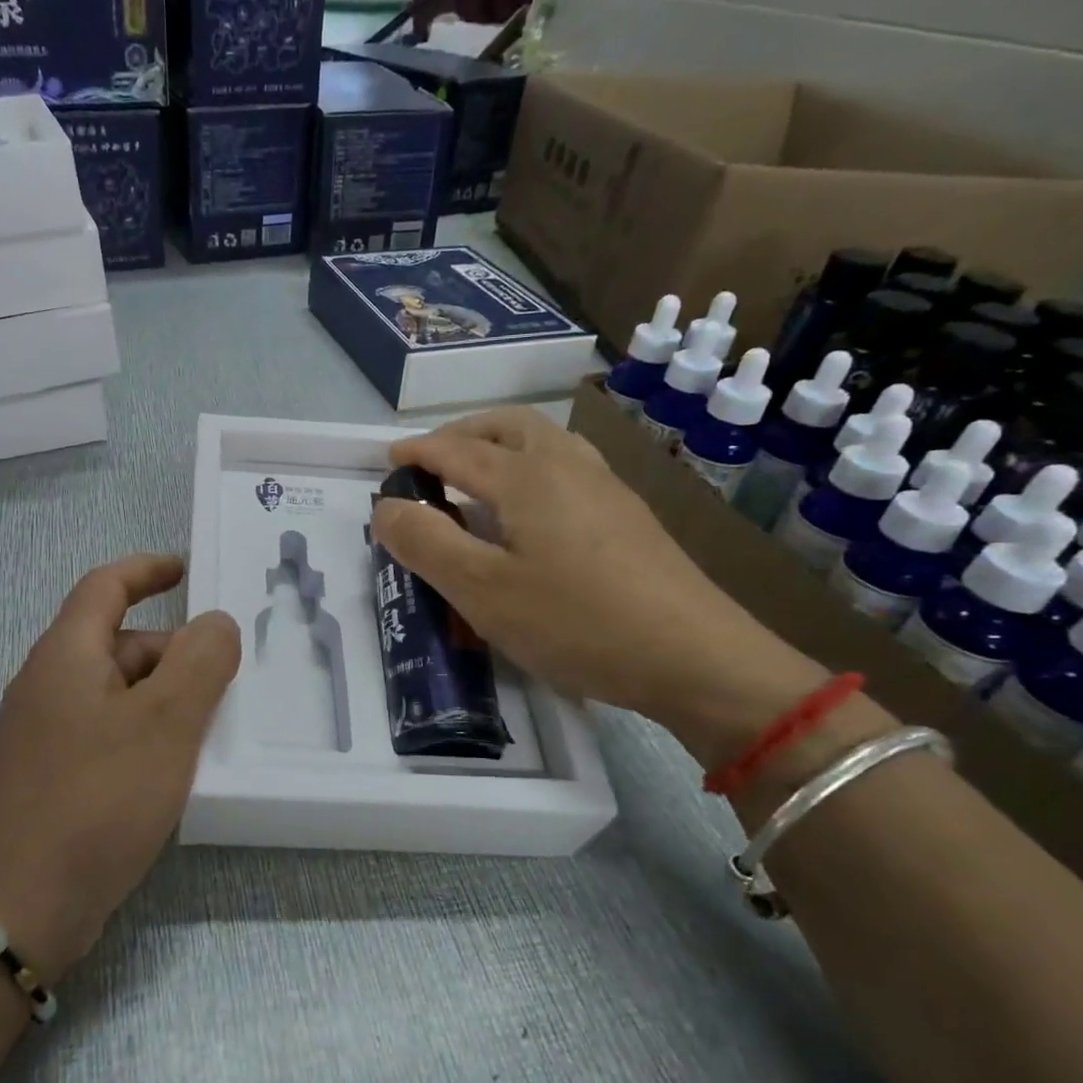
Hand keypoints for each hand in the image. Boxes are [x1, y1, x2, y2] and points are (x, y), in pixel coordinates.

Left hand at [0, 554, 240, 979]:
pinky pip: (109, 732)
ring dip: (165, 697)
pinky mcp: (54, 775)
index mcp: (66, 655)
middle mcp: (49, 685)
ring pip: (118, 692)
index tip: (187, 570)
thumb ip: (200, 661)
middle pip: (118, 642)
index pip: (105, 587)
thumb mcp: (165, 721)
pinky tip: (178, 767)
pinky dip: (147, 733)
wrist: (21, 906)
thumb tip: (215, 624)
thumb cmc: (98, 799)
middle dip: (174, 651)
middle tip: (228, 678)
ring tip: (214, 725)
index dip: (147, 569)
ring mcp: (46, 734)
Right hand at [370, 408, 828, 769]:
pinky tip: (529, 512)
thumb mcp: (481, 590)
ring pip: (543, 441)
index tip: (387, 460)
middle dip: (461, 434)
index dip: (416, 452)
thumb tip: (386, 507)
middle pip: (506, 425)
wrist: (696, 658)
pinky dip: (529, 467)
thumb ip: (425, 543)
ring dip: (499, 445)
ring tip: (474, 479)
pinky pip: (566, 467)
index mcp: (526, 475)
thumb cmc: (576, 622)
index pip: (455, 450)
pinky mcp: (628, 515)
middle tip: (430, 461)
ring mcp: (605, 487)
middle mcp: (567, 465)